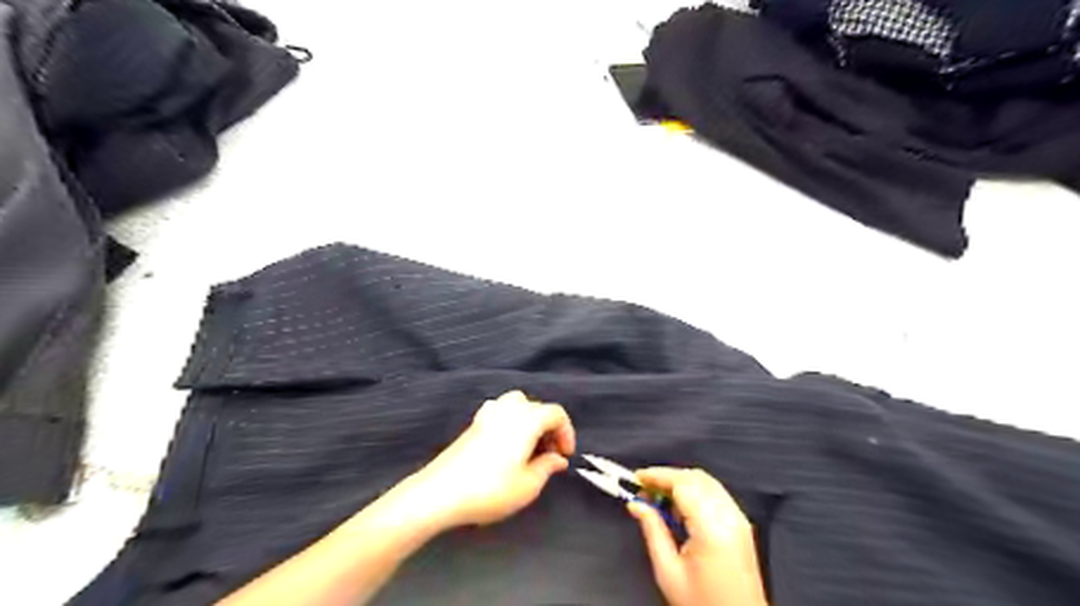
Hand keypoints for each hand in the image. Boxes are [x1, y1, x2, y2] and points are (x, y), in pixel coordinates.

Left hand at [402, 393, 573, 529]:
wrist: (441, 493)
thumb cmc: (490, 490)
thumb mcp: (527, 486)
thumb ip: (547, 467)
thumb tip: (558, 459)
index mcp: (527, 420)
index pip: (556, 413)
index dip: (566, 432)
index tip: (565, 455)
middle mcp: (509, 410)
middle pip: (538, 407)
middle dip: (549, 428)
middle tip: (550, 455)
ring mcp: (488, 414)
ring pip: (517, 404)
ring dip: (529, 420)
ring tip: (529, 446)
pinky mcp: (473, 423)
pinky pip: (500, 410)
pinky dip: (510, 420)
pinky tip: (506, 442)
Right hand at [624, 469, 767, 604]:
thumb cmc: (702, 604)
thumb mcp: (669, 572)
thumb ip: (652, 531)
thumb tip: (636, 504)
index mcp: (711, 527)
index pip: (683, 483)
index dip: (657, 475)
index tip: (636, 478)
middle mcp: (729, 517)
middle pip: (695, 478)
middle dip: (667, 477)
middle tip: (644, 490)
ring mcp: (738, 520)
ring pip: (706, 483)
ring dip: (681, 483)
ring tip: (658, 500)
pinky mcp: (741, 525)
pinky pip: (715, 494)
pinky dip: (695, 492)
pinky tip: (679, 510)